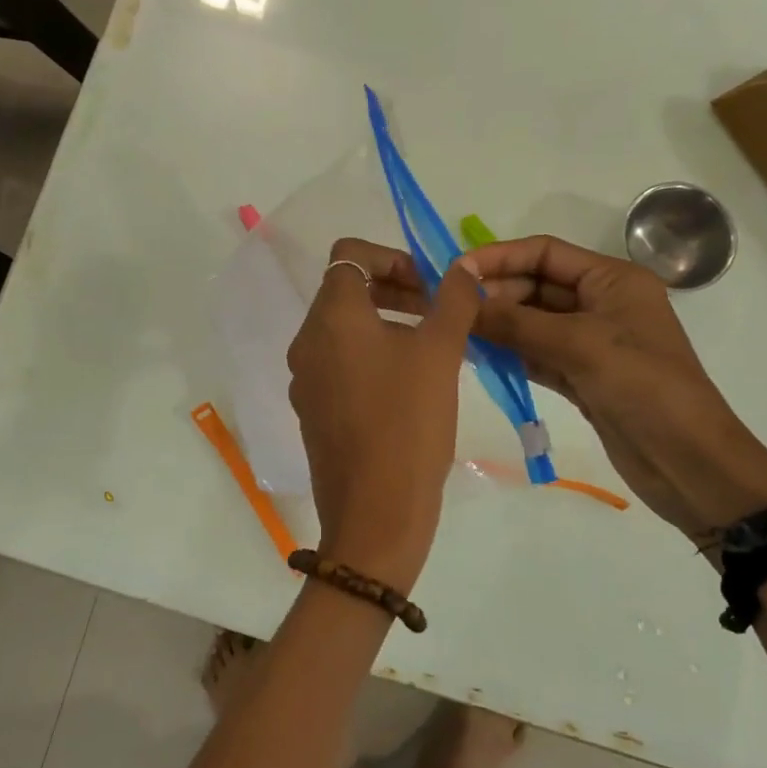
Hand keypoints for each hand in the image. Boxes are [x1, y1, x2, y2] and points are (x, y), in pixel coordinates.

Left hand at [286, 238, 481, 594]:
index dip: (392, 257)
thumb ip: (453, 301)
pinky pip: (340, 365)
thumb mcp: (440, 353)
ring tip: (431, 350)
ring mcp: (305, 379)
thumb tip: (461, 269)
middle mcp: (307, 342)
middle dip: (394, 290)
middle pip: (346, 291)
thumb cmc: (408, 423)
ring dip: (386, 324)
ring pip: (344, 330)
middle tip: (438, 313)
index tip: (428, 286)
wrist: (375, 513)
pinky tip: (409, 388)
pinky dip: (372, 358)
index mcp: (331, 318)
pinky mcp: (313, 411)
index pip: (349, 255)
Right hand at [458, 236, 766, 542]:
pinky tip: (476, 355)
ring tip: (453, 330)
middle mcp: (601, 303)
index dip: (499, 257)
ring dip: (498, 324)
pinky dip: (510, 353)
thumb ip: (517, 322)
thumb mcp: (580, 346)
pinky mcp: (583, 377)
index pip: (546, 253)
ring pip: (533, 322)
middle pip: (536, 286)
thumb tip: (462, 300)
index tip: (455, 272)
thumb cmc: (644, 388)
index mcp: (613, 280)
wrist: (689, 462)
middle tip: (448, 309)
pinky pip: (537, 354)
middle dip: (495, 294)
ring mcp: (591, 342)